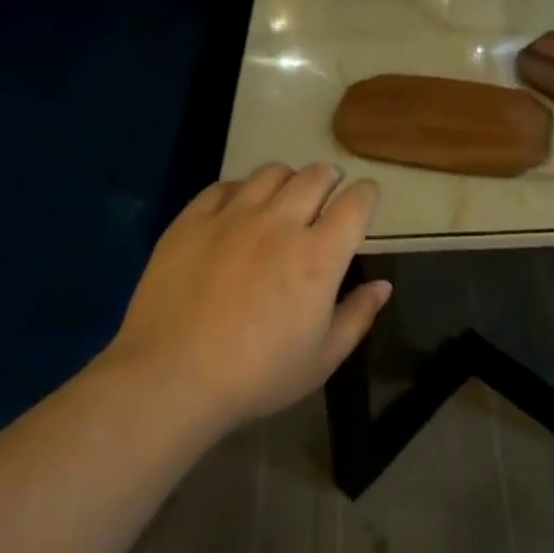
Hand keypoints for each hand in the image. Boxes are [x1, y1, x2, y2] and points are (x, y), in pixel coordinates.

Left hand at [105, 163, 391, 430]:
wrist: (170, 379)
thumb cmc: (256, 376)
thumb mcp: (322, 359)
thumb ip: (357, 316)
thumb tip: (382, 286)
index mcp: (319, 256)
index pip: (355, 203)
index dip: (367, 194)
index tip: (366, 197)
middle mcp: (280, 224)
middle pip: (315, 176)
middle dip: (330, 177)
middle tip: (329, 188)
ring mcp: (232, 217)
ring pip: (271, 173)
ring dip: (289, 178)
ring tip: (286, 193)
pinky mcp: (192, 220)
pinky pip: (224, 186)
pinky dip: (242, 190)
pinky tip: (239, 207)